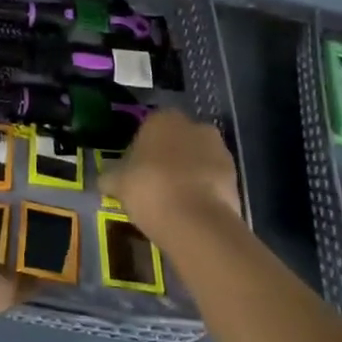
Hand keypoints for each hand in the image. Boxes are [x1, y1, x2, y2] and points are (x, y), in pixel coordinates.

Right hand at [105, 109, 240, 244]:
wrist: (196, 222)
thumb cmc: (149, 188)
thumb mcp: (117, 183)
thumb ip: (110, 177)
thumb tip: (105, 180)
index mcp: (163, 118)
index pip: (149, 126)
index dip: (142, 147)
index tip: (135, 168)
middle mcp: (195, 126)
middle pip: (177, 140)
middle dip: (169, 156)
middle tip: (154, 182)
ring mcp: (219, 151)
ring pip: (198, 159)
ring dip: (188, 173)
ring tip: (173, 200)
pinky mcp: (236, 177)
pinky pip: (213, 180)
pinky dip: (203, 190)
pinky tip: (190, 210)